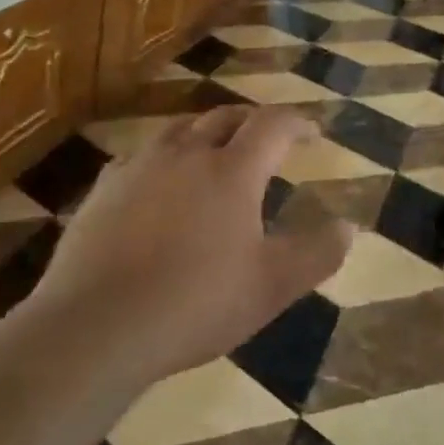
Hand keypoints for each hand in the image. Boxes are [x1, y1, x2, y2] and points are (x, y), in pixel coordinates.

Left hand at [33, 107, 353, 380]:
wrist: (95, 328)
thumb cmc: (195, 303)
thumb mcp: (272, 286)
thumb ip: (317, 253)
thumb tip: (349, 226)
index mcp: (232, 171)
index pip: (273, 125)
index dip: (297, 122)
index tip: (313, 133)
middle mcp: (186, 155)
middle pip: (225, 117)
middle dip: (253, 121)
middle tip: (268, 138)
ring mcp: (139, 168)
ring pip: (179, 130)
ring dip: (206, 132)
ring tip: (216, 152)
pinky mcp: (102, 190)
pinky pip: (140, 156)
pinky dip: (163, 158)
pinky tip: (159, 183)